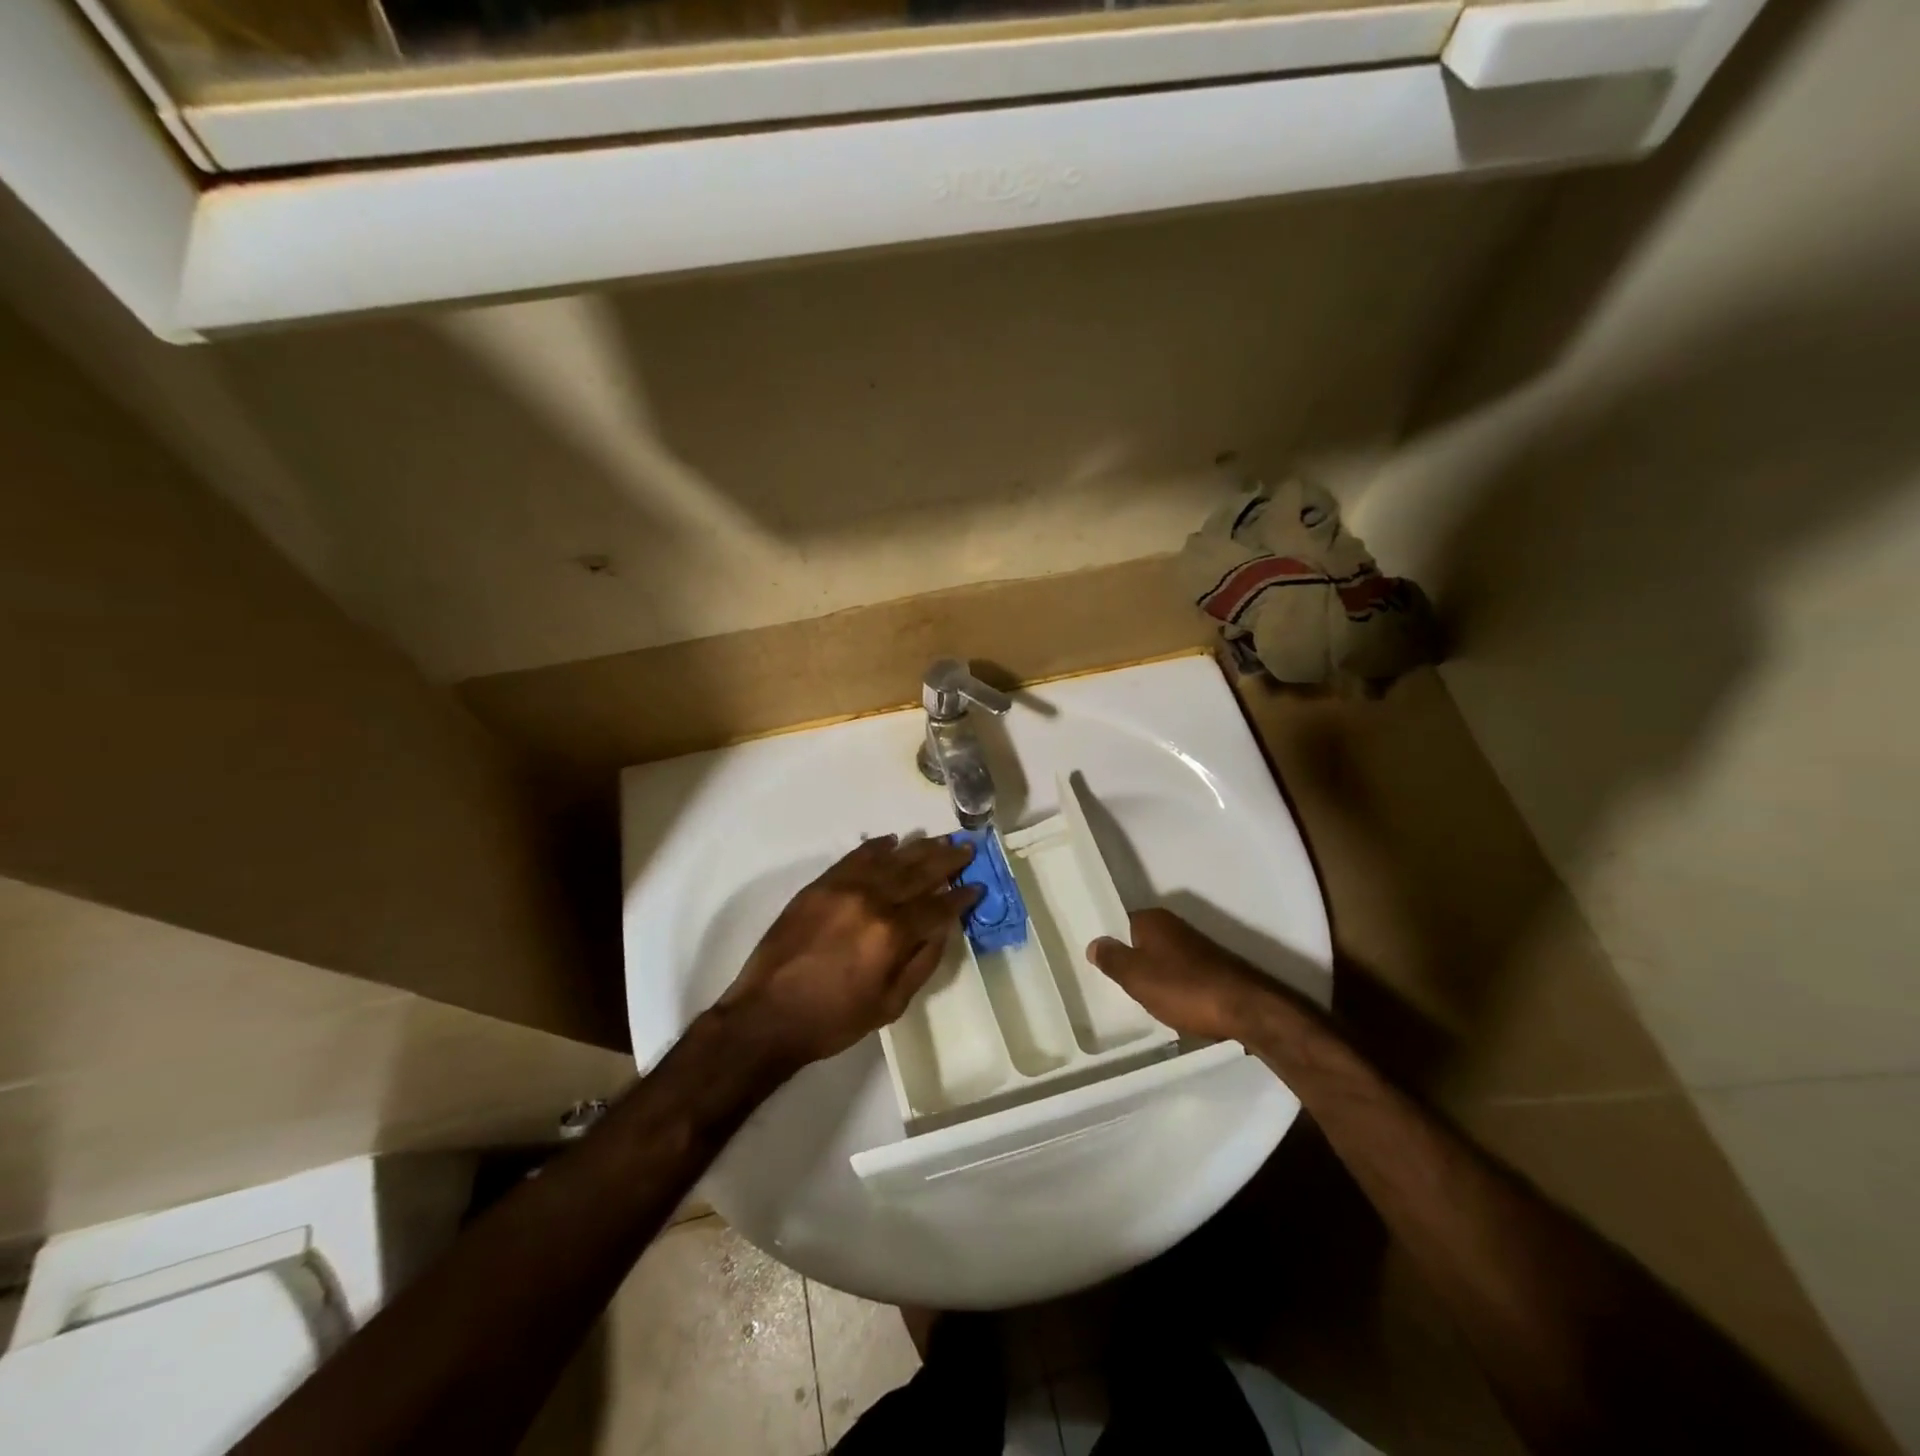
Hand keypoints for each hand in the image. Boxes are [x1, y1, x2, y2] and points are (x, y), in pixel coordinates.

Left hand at [717, 835, 981, 1070]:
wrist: (768, 1015)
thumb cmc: (834, 1019)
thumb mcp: (891, 1004)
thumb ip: (922, 961)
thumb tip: (943, 927)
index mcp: (891, 933)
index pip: (937, 906)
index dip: (960, 897)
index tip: (976, 886)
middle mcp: (871, 900)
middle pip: (917, 872)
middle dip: (946, 860)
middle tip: (966, 848)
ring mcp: (842, 888)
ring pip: (889, 859)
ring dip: (918, 848)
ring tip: (939, 839)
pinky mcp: (819, 886)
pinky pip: (854, 857)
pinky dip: (875, 847)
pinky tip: (892, 841)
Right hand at [1087, 909, 1281, 1042]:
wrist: (1246, 1009)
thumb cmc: (1183, 988)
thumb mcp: (1136, 976)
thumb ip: (1112, 958)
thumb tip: (1094, 942)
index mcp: (1153, 919)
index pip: (1121, 923)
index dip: (1109, 942)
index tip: (1097, 963)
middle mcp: (1175, 926)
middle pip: (1142, 942)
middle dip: (1131, 961)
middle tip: (1114, 985)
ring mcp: (1197, 947)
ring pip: (1162, 959)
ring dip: (1153, 977)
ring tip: (1139, 1000)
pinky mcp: (1213, 969)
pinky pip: (1181, 975)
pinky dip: (1173, 988)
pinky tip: (1170, 1006)